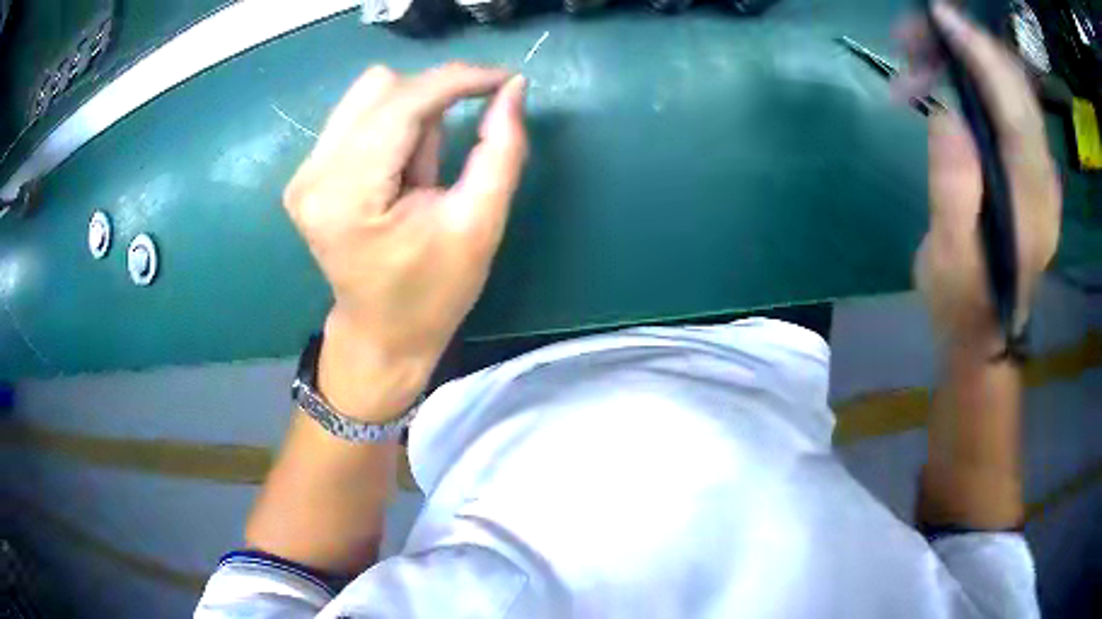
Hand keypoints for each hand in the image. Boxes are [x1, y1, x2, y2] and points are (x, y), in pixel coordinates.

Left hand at [283, 64, 527, 417]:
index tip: (504, 79)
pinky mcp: (306, 174)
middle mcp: (313, 175)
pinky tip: (401, 169)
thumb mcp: (480, 225)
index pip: (403, 103)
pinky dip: (392, 127)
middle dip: (433, 100)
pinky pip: (357, 116)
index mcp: (348, 196)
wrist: (381, 334)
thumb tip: (512, 87)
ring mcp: (304, 173)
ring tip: (422, 170)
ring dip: (412, 114)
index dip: (458, 80)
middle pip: (381, 87)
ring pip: (368, 95)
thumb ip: (501, 149)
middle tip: (455, 144)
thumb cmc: (432, 293)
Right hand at [900, 2, 1060, 352]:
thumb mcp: (951, 258)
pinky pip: (1006, 107)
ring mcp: (1038, 171)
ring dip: (965, 62)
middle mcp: (1043, 177)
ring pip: (1009, 90)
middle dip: (967, 47)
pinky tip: (942, 87)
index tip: (939, 17)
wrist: (985, 336)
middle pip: (1014, 87)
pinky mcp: (1027, 168)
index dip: (981, 54)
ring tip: (915, 65)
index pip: (1014, 107)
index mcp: (1032, 200)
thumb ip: (955, 188)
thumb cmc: (965, 304)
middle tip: (913, 37)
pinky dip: (974, 82)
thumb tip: (948, 114)